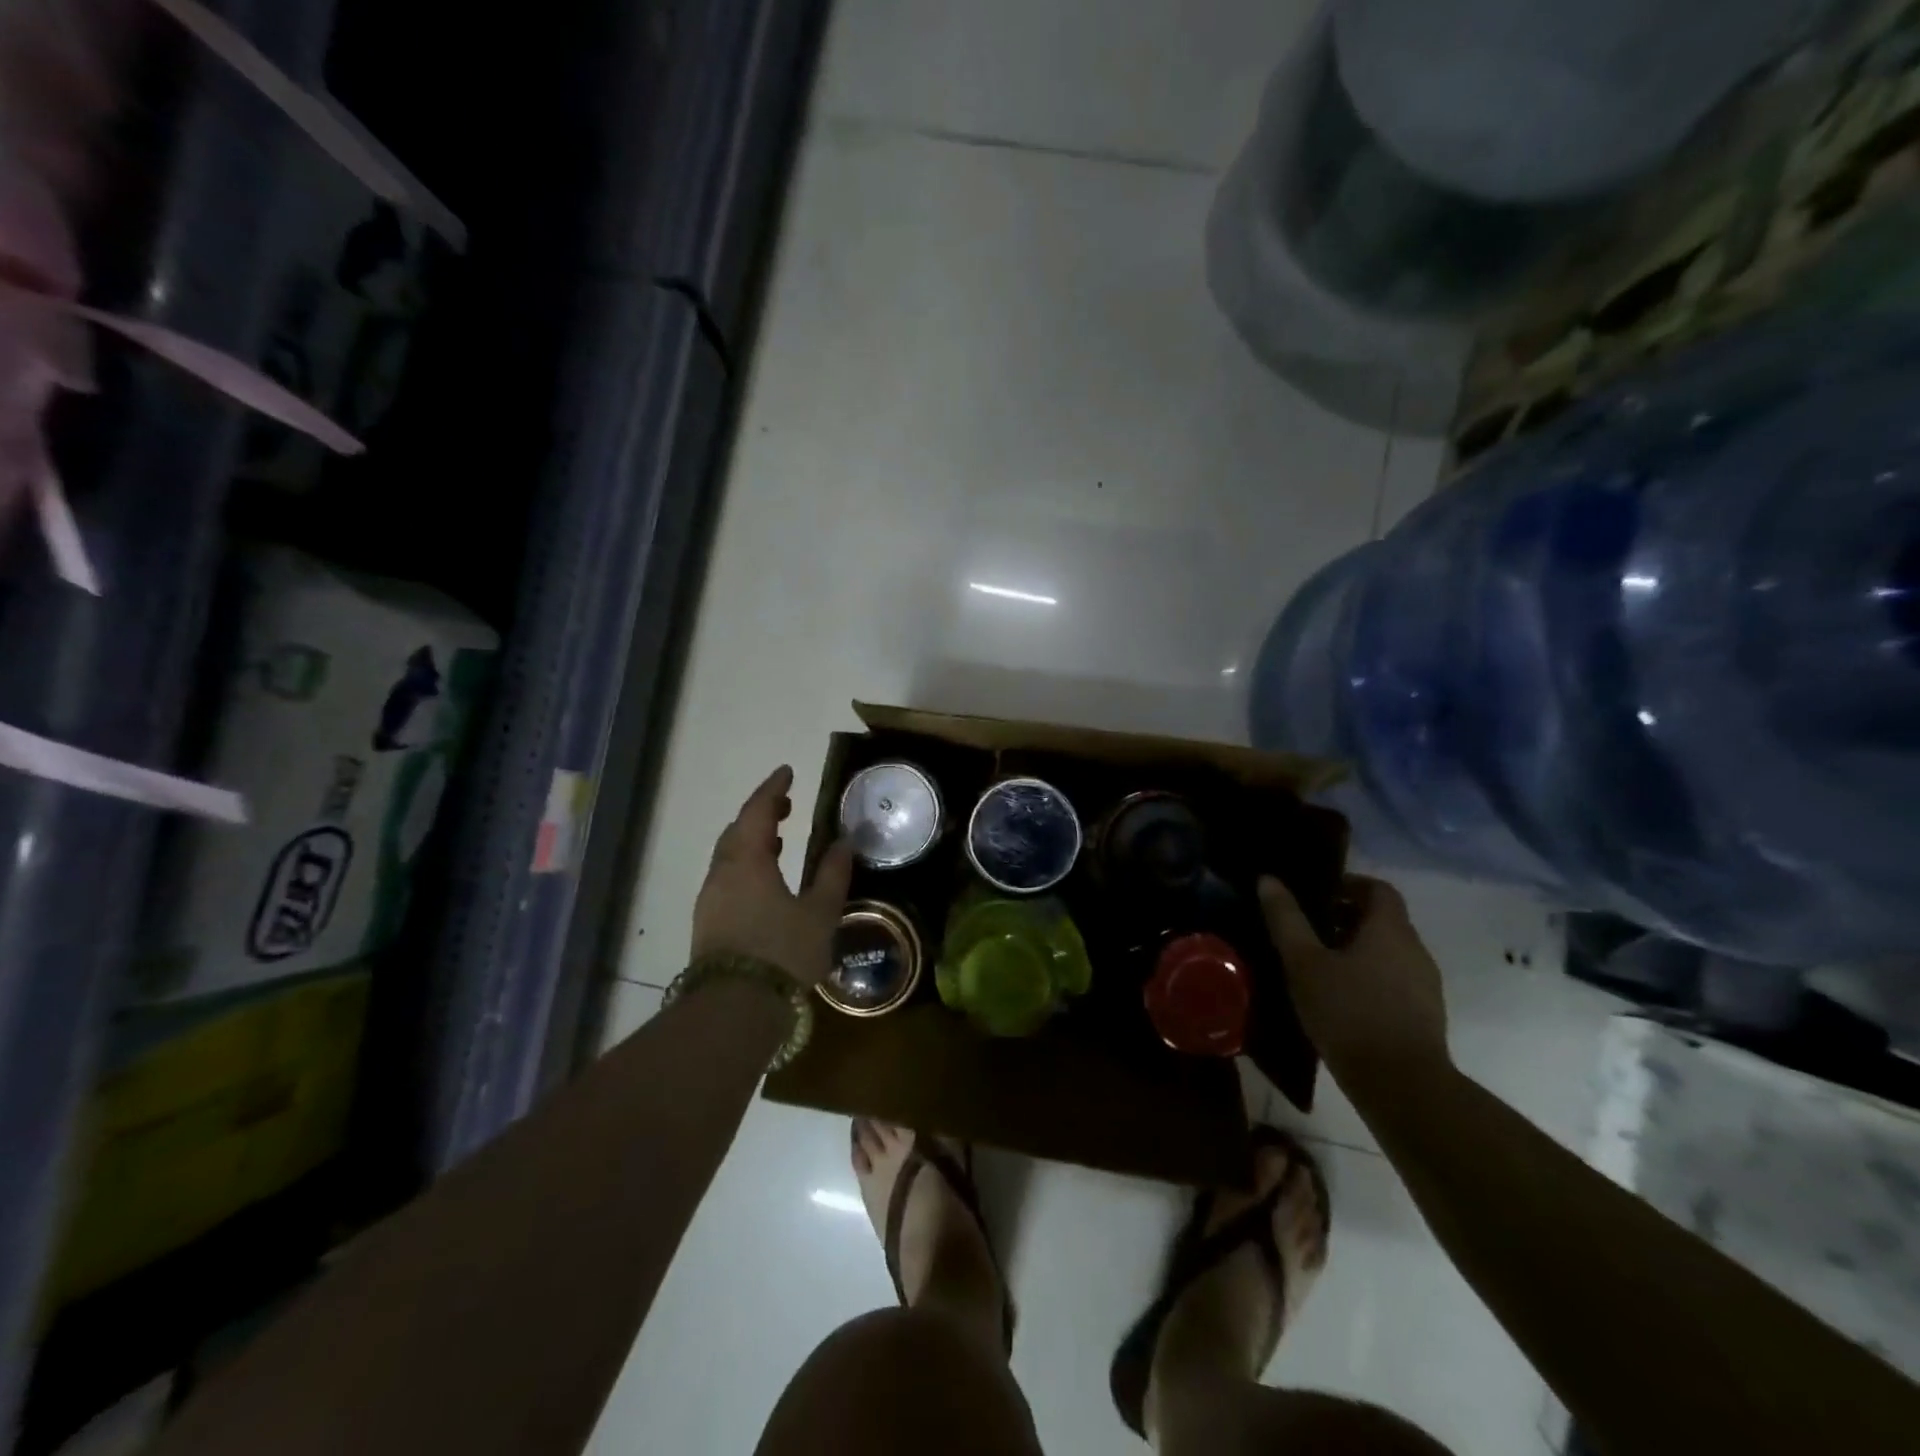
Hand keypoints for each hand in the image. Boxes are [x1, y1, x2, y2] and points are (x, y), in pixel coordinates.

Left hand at [692, 766, 854, 987]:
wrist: (734, 1009)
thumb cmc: (782, 952)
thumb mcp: (820, 912)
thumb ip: (833, 874)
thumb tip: (844, 842)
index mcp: (747, 861)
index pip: (757, 812)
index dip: (773, 790)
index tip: (787, 772)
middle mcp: (722, 873)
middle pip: (737, 831)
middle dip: (761, 815)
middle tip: (786, 807)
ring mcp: (711, 900)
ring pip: (730, 857)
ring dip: (752, 841)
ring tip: (778, 840)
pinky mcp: (709, 924)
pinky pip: (728, 879)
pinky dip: (746, 866)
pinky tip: (765, 881)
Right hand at [1257, 873, 1450, 1090]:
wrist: (1402, 1086)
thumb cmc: (1348, 1012)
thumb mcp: (1304, 963)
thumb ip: (1286, 920)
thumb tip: (1268, 879)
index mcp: (1390, 929)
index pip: (1378, 889)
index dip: (1349, 884)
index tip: (1318, 894)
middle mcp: (1415, 949)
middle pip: (1384, 920)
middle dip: (1347, 918)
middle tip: (1309, 929)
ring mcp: (1425, 985)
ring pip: (1390, 952)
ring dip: (1359, 950)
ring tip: (1320, 965)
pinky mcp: (1426, 1015)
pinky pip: (1396, 980)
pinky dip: (1371, 977)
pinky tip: (1342, 999)